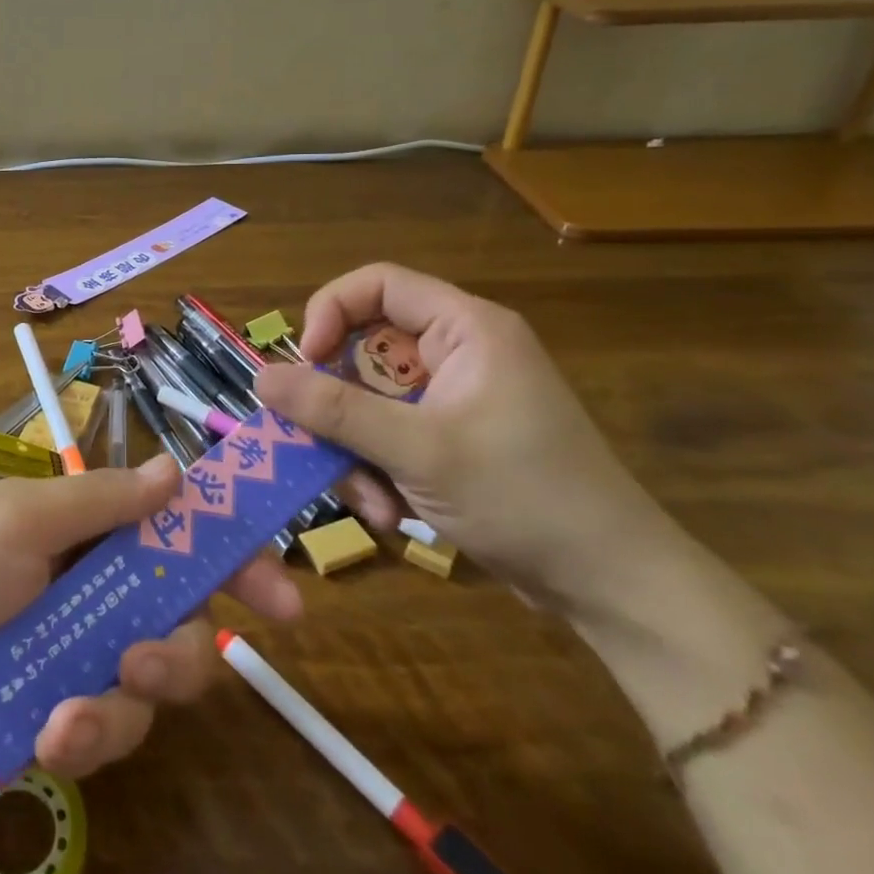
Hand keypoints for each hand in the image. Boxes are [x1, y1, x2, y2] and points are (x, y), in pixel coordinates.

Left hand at [0, 457, 302, 777]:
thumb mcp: (24, 518)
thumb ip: (102, 500)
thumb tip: (177, 469)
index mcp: (91, 532)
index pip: (178, 537)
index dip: (232, 560)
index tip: (283, 599)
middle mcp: (96, 589)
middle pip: (180, 623)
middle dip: (178, 651)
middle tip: (148, 660)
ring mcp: (79, 653)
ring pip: (149, 688)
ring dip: (120, 704)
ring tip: (71, 712)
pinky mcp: (60, 710)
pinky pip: (105, 732)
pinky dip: (84, 736)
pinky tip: (46, 735)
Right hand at [254, 263, 685, 619]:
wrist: (613, 588)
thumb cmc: (524, 499)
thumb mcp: (418, 451)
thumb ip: (334, 410)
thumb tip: (261, 377)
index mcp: (466, 330)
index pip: (376, 285)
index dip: (329, 312)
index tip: (305, 362)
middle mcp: (458, 354)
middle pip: (364, 349)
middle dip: (338, 404)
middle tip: (319, 442)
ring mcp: (454, 399)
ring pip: (368, 401)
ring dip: (355, 450)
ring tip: (372, 500)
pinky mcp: (452, 439)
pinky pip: (388, 435)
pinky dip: (377, 470)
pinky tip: (390, 510)